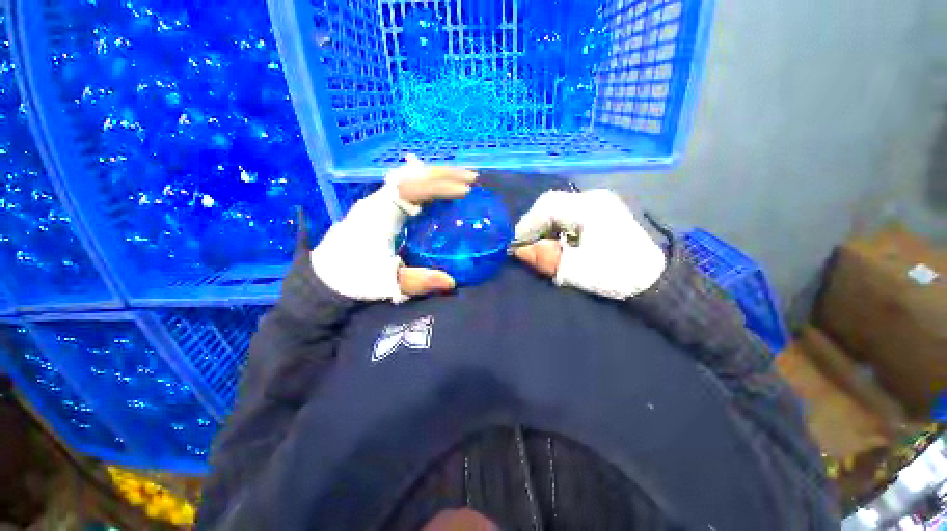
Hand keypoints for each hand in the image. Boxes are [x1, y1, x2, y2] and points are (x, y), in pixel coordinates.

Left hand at [311, 156, 476, 302]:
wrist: (324, 277)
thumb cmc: (354, 277)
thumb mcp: (388, 282)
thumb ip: (419, 282)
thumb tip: (452, 283)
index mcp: (381, 213)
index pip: (415, 188)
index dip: (442, 186)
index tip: (466, 190)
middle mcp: (379, 200)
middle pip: (414, 175)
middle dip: (445, 174)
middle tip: (472, 178)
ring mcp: (378, 201)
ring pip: (410, 176)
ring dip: (437, 175)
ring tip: (461, 179)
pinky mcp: (379, 207)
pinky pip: (406, 185)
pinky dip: (426, 182)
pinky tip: (437, 187)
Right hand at [512, 189, 666, 299]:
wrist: (655, 280)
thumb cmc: (617, 274)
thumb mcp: (578, 270)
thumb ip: (546, 259)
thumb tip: (520, 251)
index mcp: (590, 208)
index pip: (547, 206)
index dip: (527, 224)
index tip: (516, 244)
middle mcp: (594, 198)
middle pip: (552, 203)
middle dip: (534, 224)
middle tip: (526, 245)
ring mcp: (599, 203)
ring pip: (559, 207)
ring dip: (544, 225)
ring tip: (539, 245)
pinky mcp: (602, 211)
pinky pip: (569, 213)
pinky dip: (556, 226)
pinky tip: (556, 241)